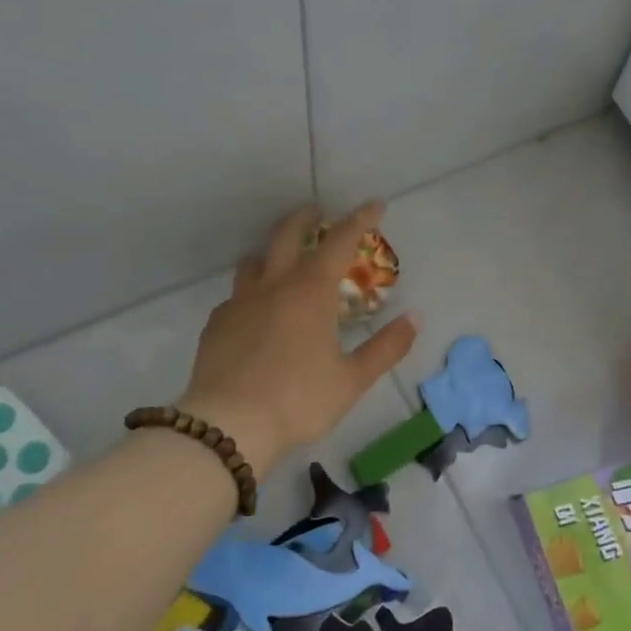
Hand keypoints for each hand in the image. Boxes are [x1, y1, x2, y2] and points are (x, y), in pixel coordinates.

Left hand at [179, 202, 419, 479]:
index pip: (339, 241)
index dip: (360, 219)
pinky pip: (236, 296)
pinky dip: (251, 293)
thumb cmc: (299, 400)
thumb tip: (414, 317)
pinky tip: (255, 313)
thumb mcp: (353, 379)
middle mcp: (273, 285)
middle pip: (287, 235)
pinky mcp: (216, 325)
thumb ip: (386, 347)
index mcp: (311, 291)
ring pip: (254, 261)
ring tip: (283, 261)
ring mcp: (239, 303)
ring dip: (272, 252)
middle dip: (306, 218)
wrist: (229, 426)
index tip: (375, 204)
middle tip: (318, 213)